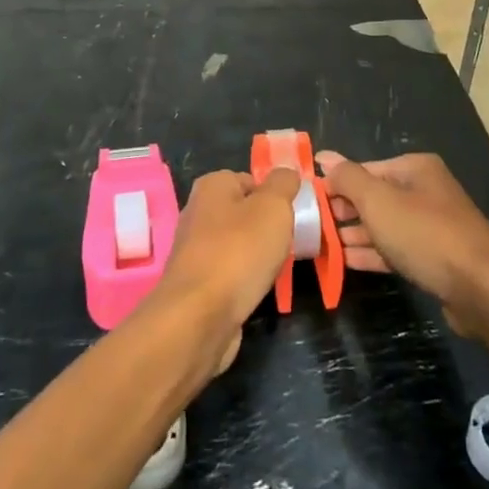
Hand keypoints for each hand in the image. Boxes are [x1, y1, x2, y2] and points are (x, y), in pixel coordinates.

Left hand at [149, 168, 298, 372]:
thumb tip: (286, 172)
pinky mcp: (196, 282)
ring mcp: (194, 249)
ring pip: (238, 244)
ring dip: (257, 255)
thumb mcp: (273, 207)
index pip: (251, 180)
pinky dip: (244, 279)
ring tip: (276, 268)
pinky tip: (256, 289)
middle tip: (289, 243)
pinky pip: (230, 272)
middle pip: (244, 213)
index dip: (274, 196)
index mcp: (212, 186)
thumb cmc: (239, 251)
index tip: (293, 215)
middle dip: (267, 228)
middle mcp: (198, 212)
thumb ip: (283, 184)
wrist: (199, 316)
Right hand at [317, 152, 488, 335]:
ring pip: (384, 225)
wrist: (481, 289)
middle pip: (375, 196)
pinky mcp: (435, 258)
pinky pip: (395, 249)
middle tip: (312, 225)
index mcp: (416, 168)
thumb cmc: (425, 235)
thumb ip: (348, 178)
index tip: (308, 201)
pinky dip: (371, 253)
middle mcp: (426, 191)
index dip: (336, 184)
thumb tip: (324, 156)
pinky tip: (345, 261)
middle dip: (344, 210)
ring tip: (321, 245)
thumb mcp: (379, 201)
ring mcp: (432, 226)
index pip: (365, 170)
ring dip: (354, 234)